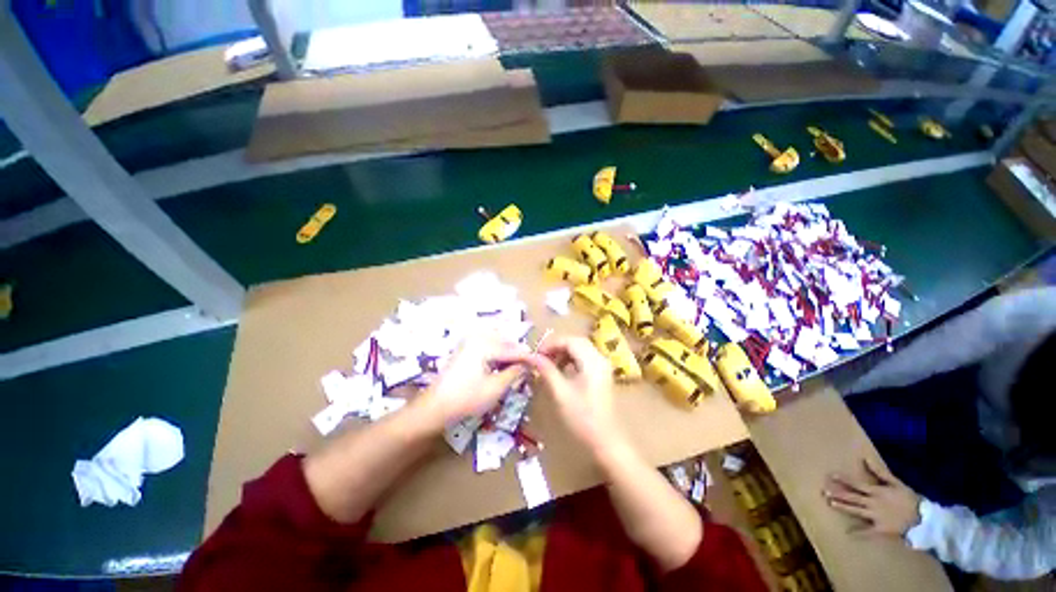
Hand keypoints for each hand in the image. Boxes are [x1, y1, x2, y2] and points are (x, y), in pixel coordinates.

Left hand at [417, 334, 527, 428]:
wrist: (434, 407)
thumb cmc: (466, 398)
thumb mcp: (496, 388)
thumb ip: (514, 373)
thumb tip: (527, 365)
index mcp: (484, 345)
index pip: (512, 349)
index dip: (526, 357)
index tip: (539, 362)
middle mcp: (476, 338)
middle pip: (504, 342)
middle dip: (517, 352)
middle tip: (528, 365)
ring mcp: (468, 343)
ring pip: (495, 343)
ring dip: (507, 352)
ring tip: (516, 366)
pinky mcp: (463, 350)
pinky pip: (486, 346)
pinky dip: (496, 353)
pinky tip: (500, 365)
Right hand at [521, 336, 623, 453]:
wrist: (605, 442)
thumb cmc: (582, 417)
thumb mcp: (560, 393)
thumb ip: (546, 370)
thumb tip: (531, 356)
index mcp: (592, 361)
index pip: (570, 340)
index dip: (551, 344)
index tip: (536, 354)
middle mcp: (600, 359)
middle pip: (576, 342)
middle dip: (557, 346)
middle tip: (541, 357)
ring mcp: (602, 367)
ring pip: (580, 349)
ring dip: (563, 352)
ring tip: (548, 364)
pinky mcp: (601, 375)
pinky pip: (584, 358)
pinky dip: (570, 360)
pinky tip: (561, 371)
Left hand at [823, 457, 921, 536]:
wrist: (924, 519)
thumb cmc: (909, 498)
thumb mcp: (896, 483)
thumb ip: (879, 471)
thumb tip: (864, 458)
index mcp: (877, 492)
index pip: (856, 484)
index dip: (843, 479)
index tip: (831, 475)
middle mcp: (874, 503)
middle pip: (853, 497)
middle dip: (838, 493)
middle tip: (824, 489)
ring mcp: (876, 517)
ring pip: (856, 511)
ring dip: (843, 507)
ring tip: (830, 502)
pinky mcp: (881, 530)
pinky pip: (867, 532)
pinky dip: (858, 533)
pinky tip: (847, 533)